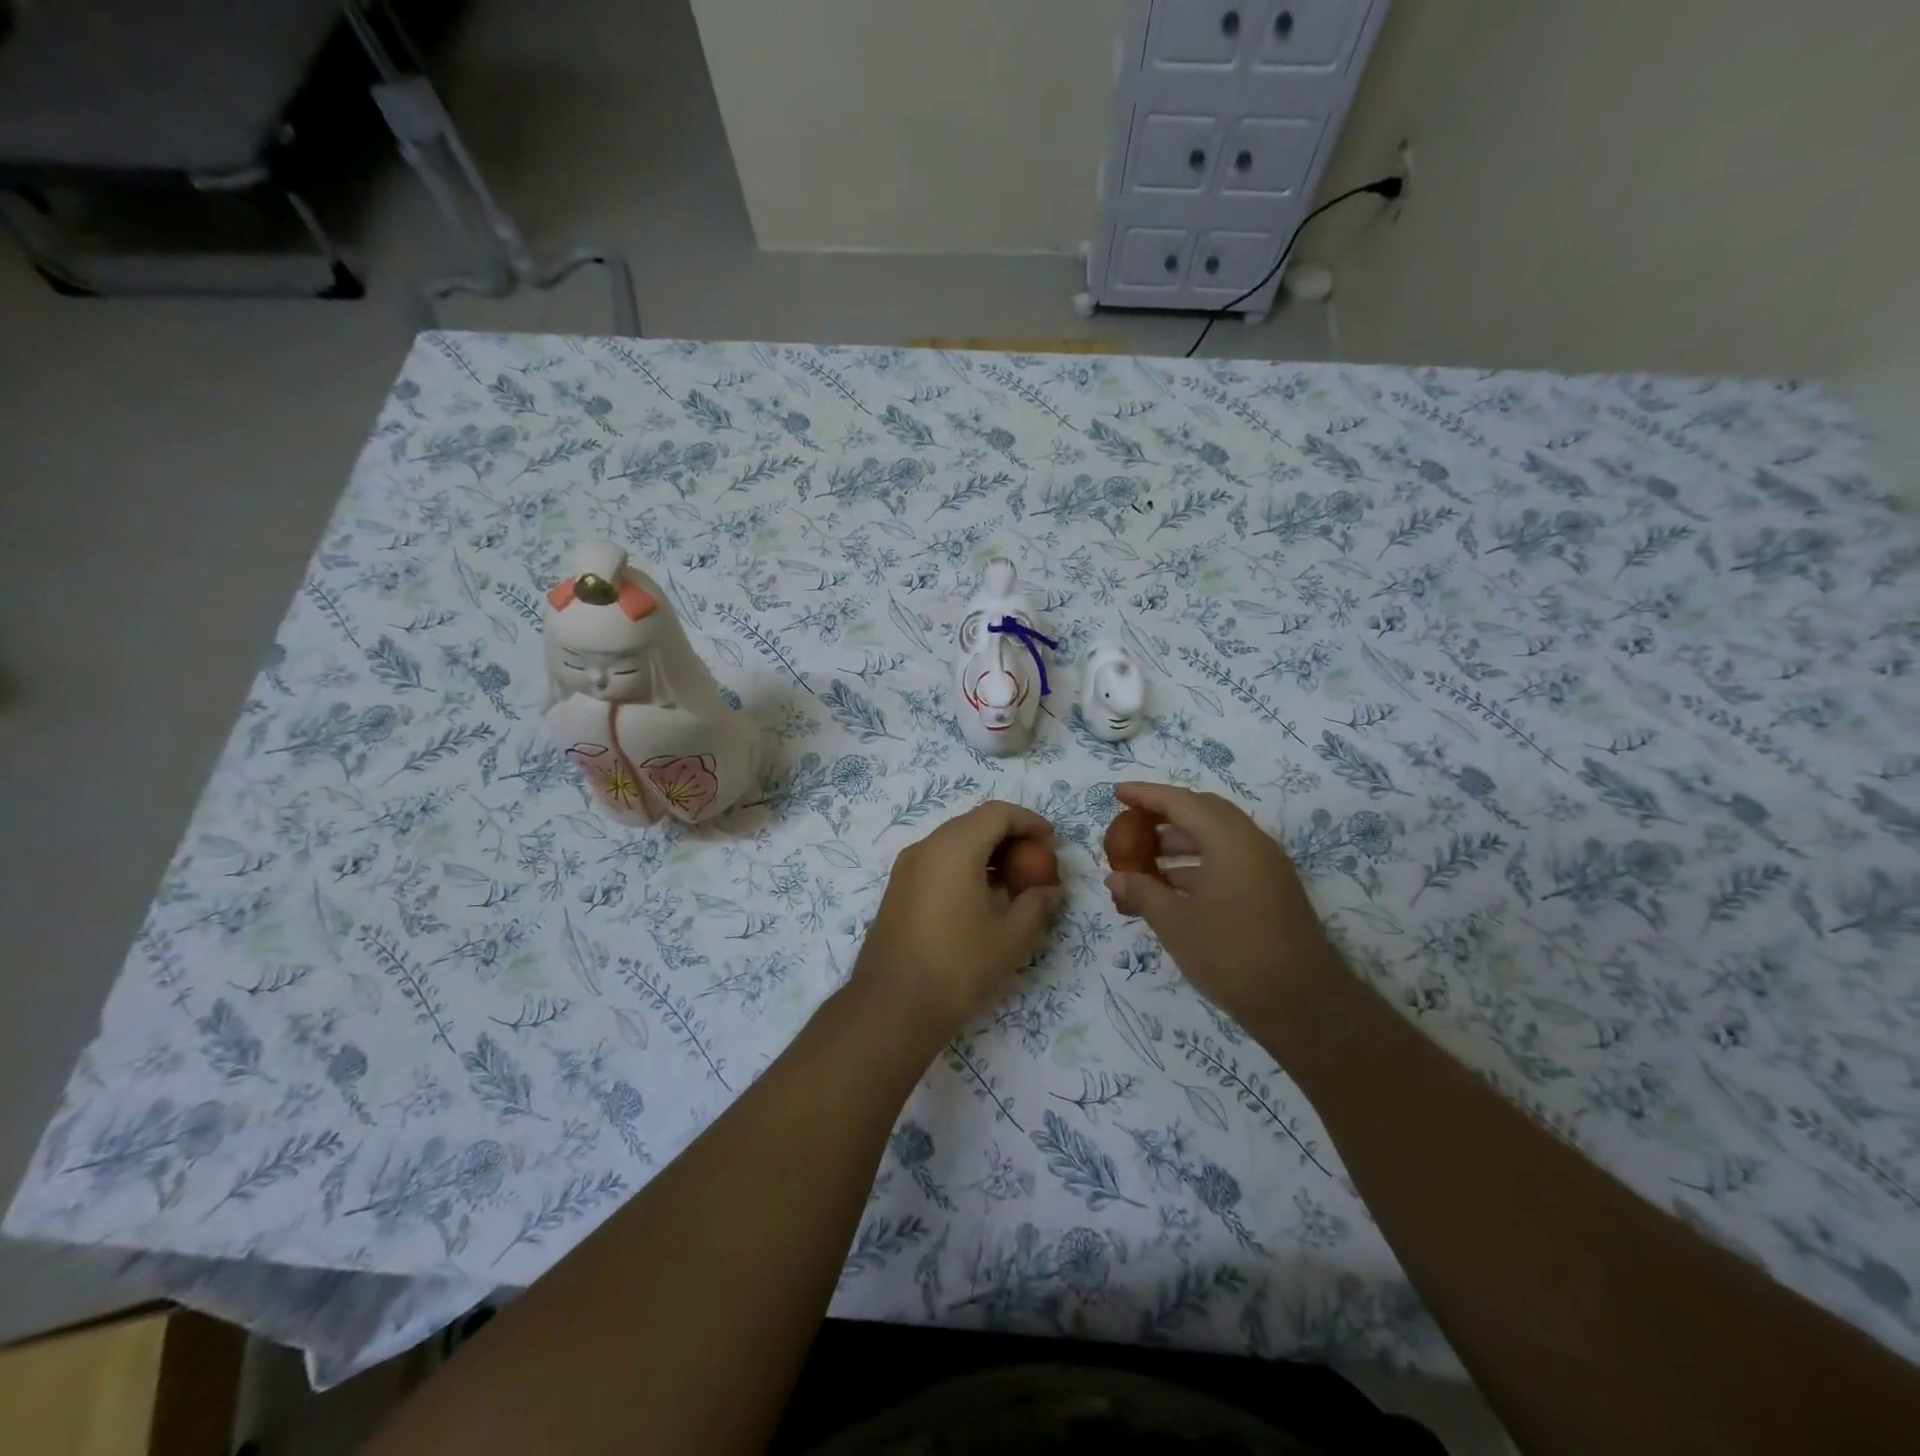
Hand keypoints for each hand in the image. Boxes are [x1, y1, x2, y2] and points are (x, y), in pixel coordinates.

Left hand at [852, 801, 1062, 1046]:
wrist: (893, 1006)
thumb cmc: (959, 965)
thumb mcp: (1012, 936)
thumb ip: (1037, 903)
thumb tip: (1049, 889)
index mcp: (954, 848)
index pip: (997, 813)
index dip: (1029, 822)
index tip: (1051, 843)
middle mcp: (926, 847)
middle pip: (974, 823)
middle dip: (1009, 837)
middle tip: (1036, 863)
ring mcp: (906, 868)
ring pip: (954, 843)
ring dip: (986, 853)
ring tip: (1013, 884)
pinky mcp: (898, 890)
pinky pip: (938, 862)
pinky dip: (964, 867)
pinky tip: (982, 899)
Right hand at [1104, 782, 1338, 1027]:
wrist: (1303, 1004)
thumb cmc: (1232, 955)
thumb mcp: (1176, 924)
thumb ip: (1142, 892)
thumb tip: (1115, 877)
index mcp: (1229, 840)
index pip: (1181, 802)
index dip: (1145, 795)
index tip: (1116, 794)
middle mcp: (1252, 843)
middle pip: (1202, 812)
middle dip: (1164, 816)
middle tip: (1131, 824)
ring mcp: (1266, 866)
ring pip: (1216, 838)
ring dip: (1179, 844)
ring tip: (1143, 862)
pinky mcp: (1271, 890)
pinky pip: (1228, 860)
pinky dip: (1197, 865)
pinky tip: (1171, 888)